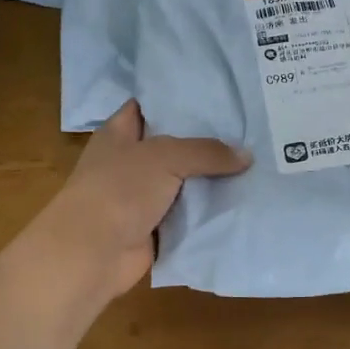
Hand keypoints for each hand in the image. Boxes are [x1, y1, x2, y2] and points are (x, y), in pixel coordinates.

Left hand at [40, 101, 249, 298]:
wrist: (92, 253)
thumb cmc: (119, 190)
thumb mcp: (165, 157)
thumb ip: (206, 152)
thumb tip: (246, 155)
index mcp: (119, 133)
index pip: (149, 105)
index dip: (178, 98)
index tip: (217, 94)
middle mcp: (130, 161)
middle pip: (173, 144)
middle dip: (207, 139)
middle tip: (248, 128)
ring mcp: (141, 196)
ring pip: (184, 180)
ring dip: (212, 178)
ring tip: (256, 161)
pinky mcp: (154, 227)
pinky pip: (188, 213)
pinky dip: (210, 210)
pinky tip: (243, 199)